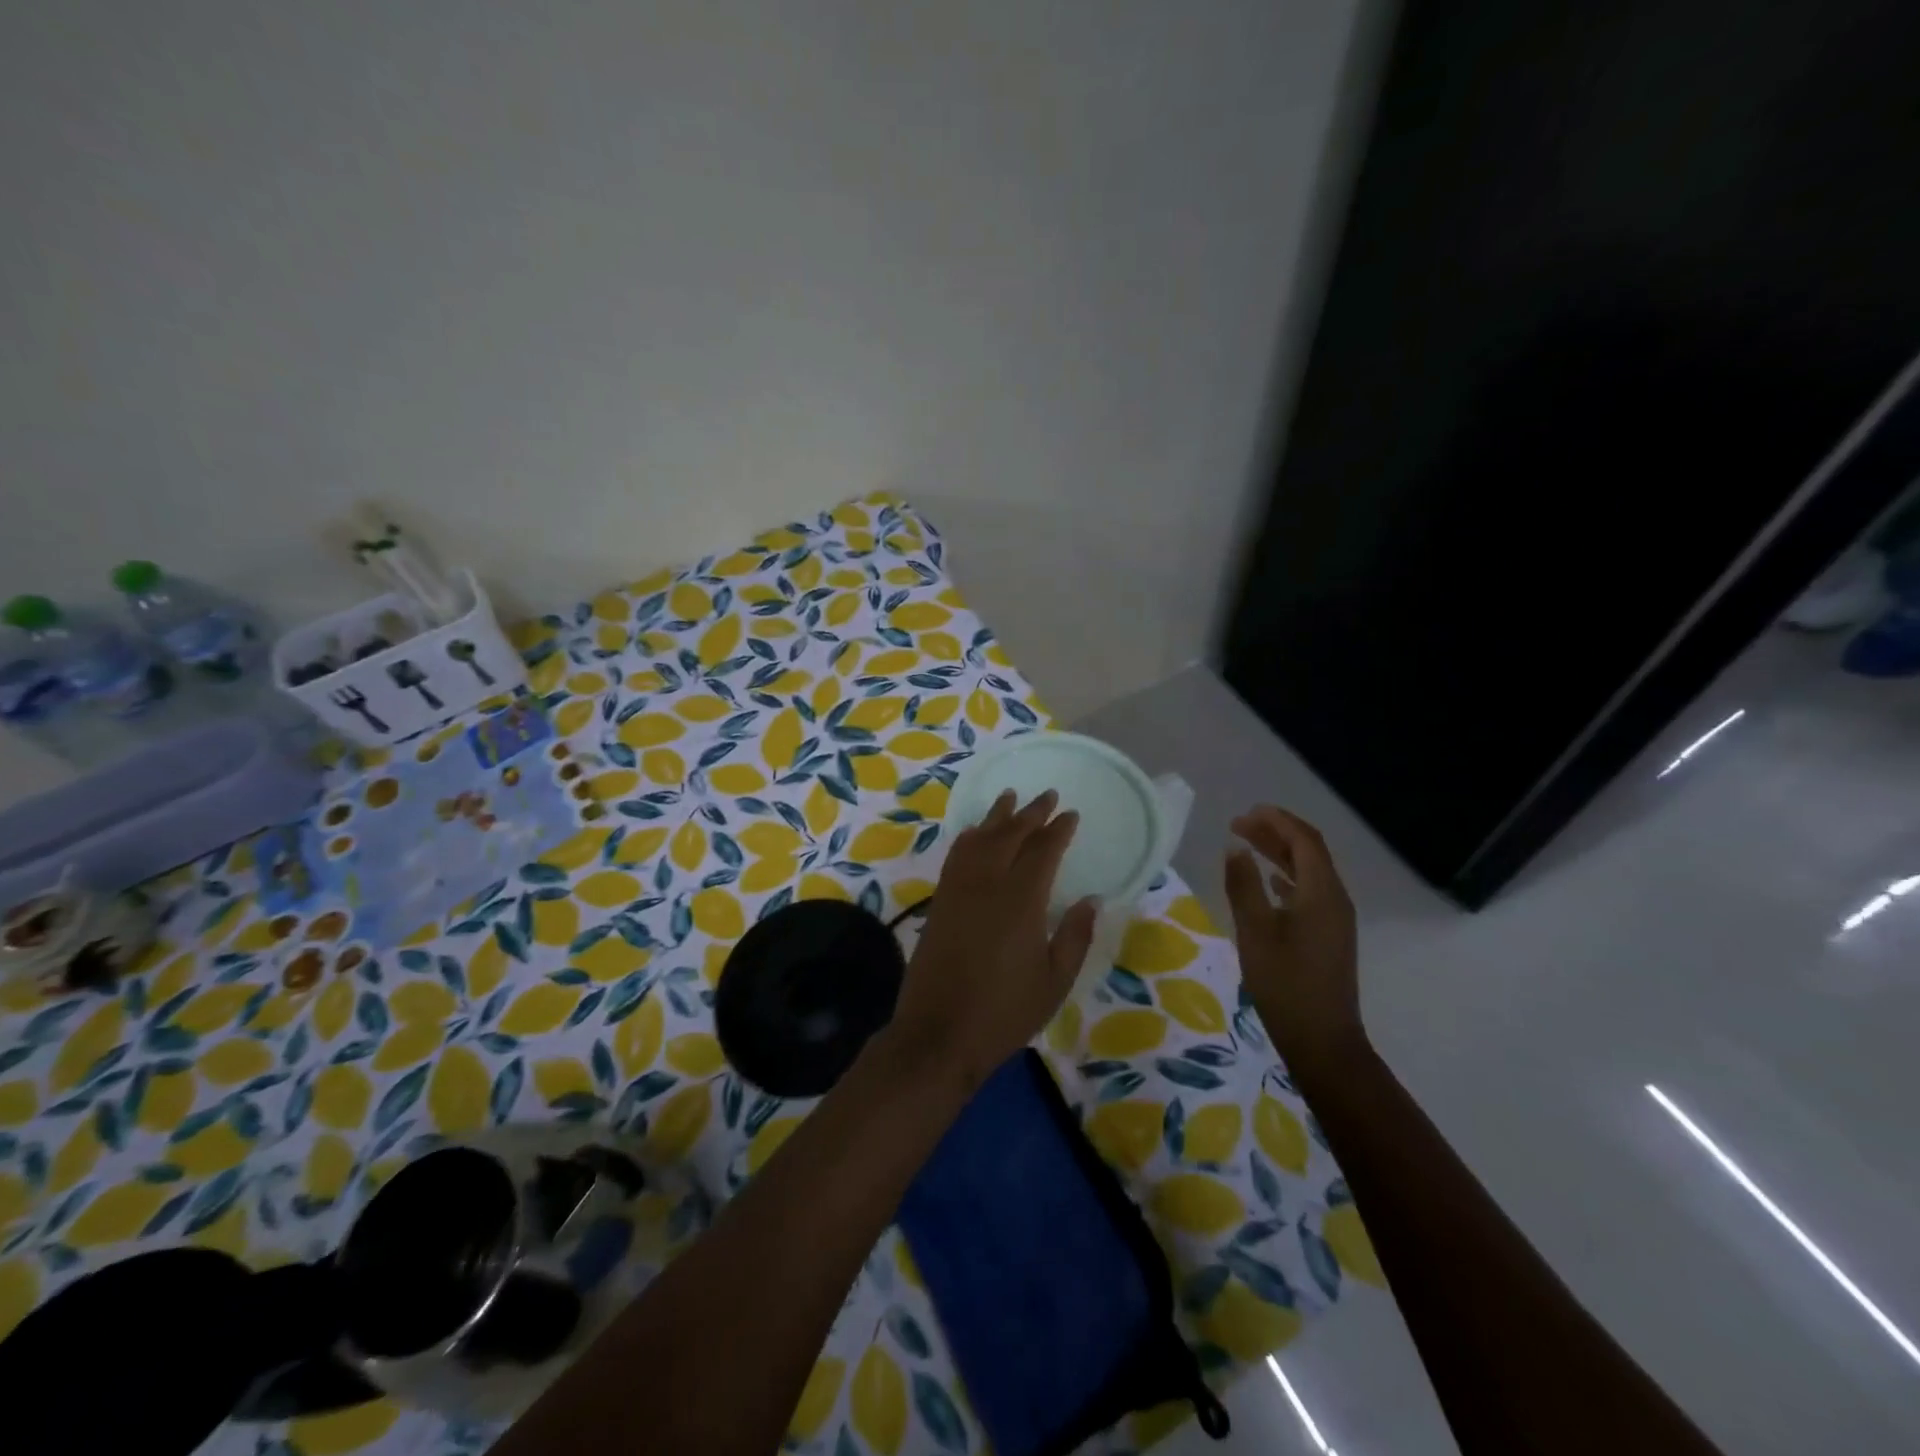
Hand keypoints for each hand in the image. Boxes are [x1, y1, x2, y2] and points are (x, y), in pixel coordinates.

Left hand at [890, 790, 1098, 1086]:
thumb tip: (1092, 900)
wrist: (938, 1033)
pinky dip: (970, 837)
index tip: (1070, 814)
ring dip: (997, 816)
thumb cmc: (1004, 1012)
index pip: (1042, 850)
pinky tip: (975, 834)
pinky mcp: (940, 901)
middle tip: (1046, 795)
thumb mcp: (1054, 981)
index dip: (1058, 830)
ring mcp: (958, 890)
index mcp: (1021, 900)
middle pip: (1010, 835)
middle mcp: (987, 883)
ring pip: (979, 838)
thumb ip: (1074, 936)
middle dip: (1030, 813)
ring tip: (1009, 798)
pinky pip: (956, 855)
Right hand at [1224, 806, 1362, 1085]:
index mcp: (1321, 892)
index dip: (1276, 821)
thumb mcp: (1255, 931)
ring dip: (1280, 854)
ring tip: (1247, 845)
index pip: (1303, 840)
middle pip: (1309, 852)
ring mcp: (1335, 919)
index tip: (1244, 813)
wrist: (1322, 1041)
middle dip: (1276, 833)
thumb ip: (1243, 885)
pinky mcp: (1329, 936)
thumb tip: (1234, 847)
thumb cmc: (1285, 983)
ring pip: (1309, 872)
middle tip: (1239, 824)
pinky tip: (1269, 883)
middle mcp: (1335, 899)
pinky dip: (1287, 877)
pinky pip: (1310, 891)